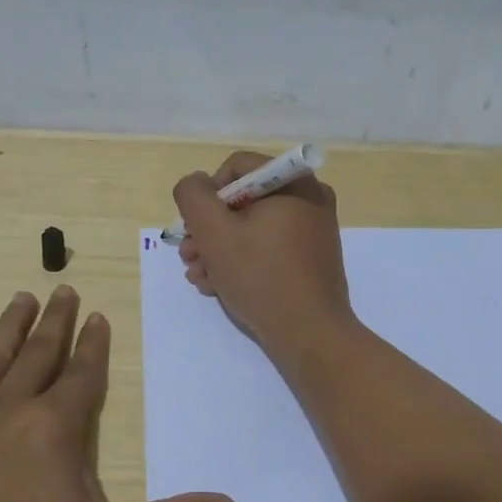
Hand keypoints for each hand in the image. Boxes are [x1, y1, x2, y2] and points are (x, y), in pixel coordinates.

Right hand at [172, 150, 354, 360]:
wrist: (310, 334)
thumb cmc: (261, 277)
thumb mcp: (214, 232)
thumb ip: (193, 197)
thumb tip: (196, 184)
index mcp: (293, 182)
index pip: (236, 167)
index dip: (207, 194)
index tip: (195, 228)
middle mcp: (309, 198)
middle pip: (243, 199)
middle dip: (209, 229)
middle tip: (189, 256)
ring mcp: (313, 230)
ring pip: (253, 227)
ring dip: (219, 249)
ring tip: (199, 277)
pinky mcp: (311, 258)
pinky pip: (269, 247)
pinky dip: (243, 261)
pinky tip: (219, 286)